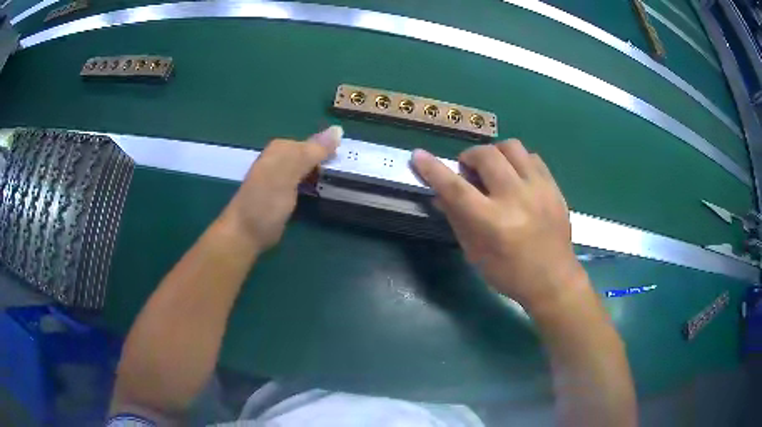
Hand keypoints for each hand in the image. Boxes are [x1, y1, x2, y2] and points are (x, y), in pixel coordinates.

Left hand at [220, 126, 341, 252]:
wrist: (246, 233)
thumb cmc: (265, 202)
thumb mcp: (289, 173)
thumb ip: (312, 152)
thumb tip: (338, 129)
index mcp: (281, 148)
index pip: (315, 143)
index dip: (332, 152)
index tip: (351, 165)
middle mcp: (281, 158)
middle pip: (313, 156)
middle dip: (329, 164)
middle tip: (351, 176)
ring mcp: (282, 177)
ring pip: (311, 170)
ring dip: (325, 176)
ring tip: (344, 184)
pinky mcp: (285, 194)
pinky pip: (307, 183)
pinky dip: (317, 187)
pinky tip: (326, 193)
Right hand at [412, 140, 586, 310]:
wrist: (554, 280)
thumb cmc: (509, 274)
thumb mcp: (475, 253)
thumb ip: (457, 219)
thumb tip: (439, 194)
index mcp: (493, 222)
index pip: (456, 188)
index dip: (434, 170)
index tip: (418, 155)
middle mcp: (516, 199)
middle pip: (486, 156)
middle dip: (469, 157)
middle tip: (469, 172)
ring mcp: (539, 189)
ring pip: (512, 147)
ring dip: (495, 153)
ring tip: (494, 170)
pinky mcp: (554, 187)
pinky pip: (532, 156)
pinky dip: (517, 161)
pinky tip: (515, 176)